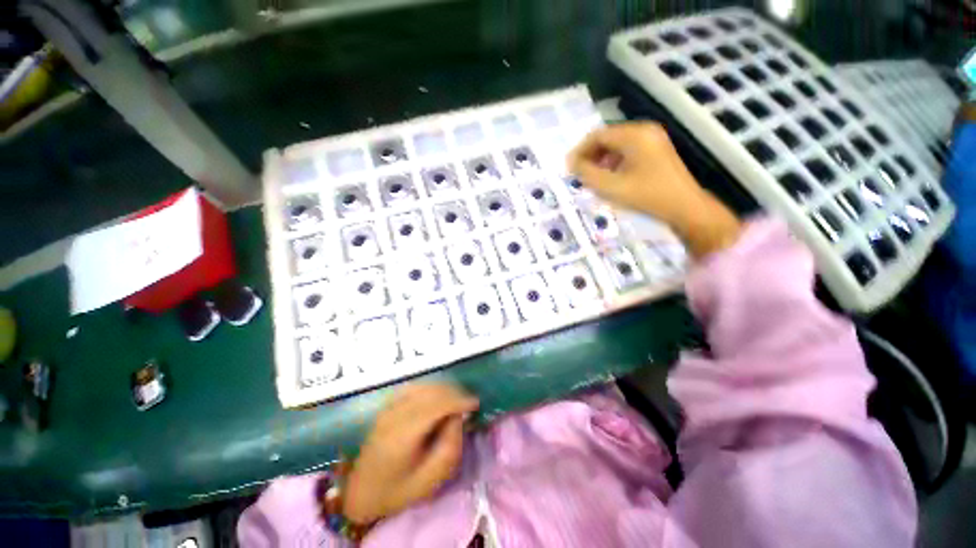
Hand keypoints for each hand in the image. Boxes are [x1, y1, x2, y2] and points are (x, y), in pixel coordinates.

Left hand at [343, 384, 478, 524]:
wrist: (362, 492)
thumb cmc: (398, 490)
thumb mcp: (430, 479)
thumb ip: (449, 446)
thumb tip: (457, 416)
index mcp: (403, 435)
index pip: (436, 405)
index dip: (459, 400)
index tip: (476, 403)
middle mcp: (395, 414)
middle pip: (431, 391)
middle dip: (454, 393)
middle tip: (468, 404)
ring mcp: (389, 407)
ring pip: (423, 386)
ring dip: (444, 389)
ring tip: (457, 400)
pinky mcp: (388, 406)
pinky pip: (414, 387)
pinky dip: (431, 388)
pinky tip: (438, 397)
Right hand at [568, 123, 741, 258]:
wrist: (684, 207)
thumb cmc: (647, 196)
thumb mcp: (612, 187)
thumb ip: (587, 174)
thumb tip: (571, 164)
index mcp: (635, 135)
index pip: (598, 135)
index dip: (580, 150)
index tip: (568, 167)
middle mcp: (644, 130)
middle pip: (608, 138)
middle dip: (590, 155)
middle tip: (578, 174)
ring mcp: (653, 139)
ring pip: (617, 145)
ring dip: (601, 159)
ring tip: (591, 177)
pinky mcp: (656, 150)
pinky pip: (627, 150)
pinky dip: (614, 162)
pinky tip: (609, 177)